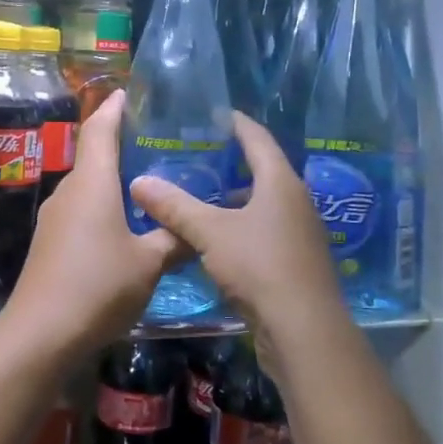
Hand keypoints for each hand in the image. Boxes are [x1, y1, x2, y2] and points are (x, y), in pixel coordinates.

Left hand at [0, 92, 185, 365]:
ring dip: (115, 178)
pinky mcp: (51, 242)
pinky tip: (128, 224)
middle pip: (95, 155)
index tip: (132, 92)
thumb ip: (175, 239)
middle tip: (162, 142)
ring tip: (153, 183)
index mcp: (92, 183)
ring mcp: (55, 217)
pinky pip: (82, 209)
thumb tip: (200, 227)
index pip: (100, 129)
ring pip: (89, 185)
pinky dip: (105, 205)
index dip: (114, 107)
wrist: (40, 335)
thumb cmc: (97, 287)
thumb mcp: (149, 264)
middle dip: (124, 144)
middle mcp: (69, 191)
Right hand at [128, 113, 349, 356]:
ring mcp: (300, 233)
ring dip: (235, 199)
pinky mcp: (296, 261)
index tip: (217, 113)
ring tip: (201, 197)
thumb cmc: (259, 267)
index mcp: (281, 183)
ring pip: (263, 205)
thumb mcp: (210, 232)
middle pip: (263, 171)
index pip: (258, 139)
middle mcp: (296, 201)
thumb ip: (175, 206)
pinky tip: (217, 239)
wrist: (304, 330)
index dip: (237, 123)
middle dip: (233, 163)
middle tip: (198, 156)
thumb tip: (138, 182)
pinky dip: (241, 226)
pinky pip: (265, 230)